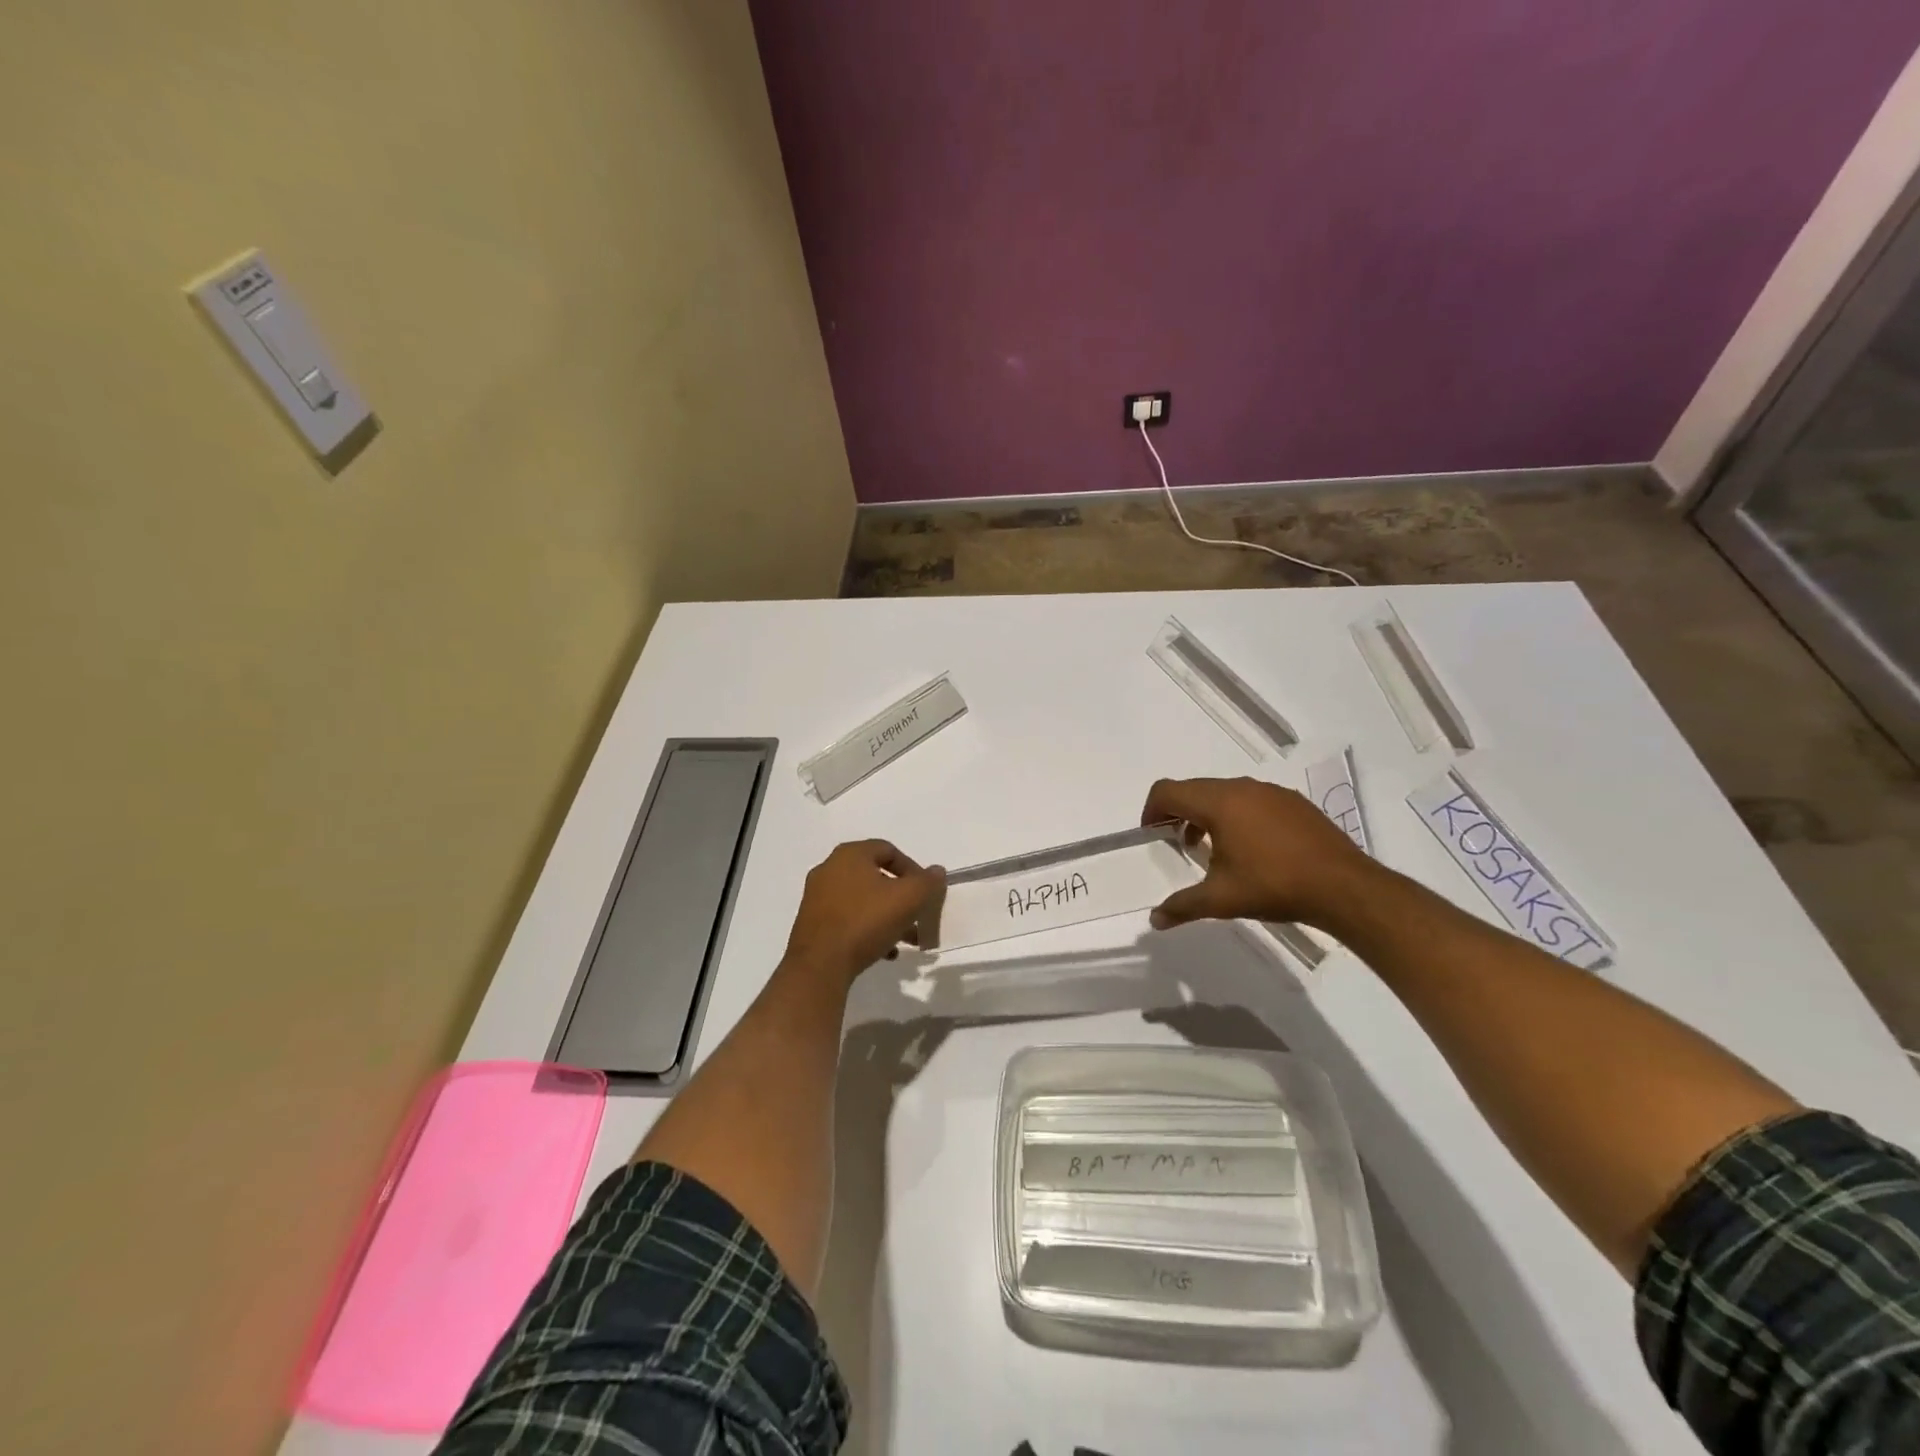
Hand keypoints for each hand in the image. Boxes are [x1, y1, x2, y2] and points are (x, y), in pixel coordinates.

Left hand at [783, 840, 945, 981]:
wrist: (819, 965)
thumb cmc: (866, 921)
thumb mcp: (908, 899)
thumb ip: (928, 882)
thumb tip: (937, 871)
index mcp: (850, 854)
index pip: (889, 850)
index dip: (913, 869)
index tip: (925, 892)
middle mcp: (829, 869)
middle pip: (876, 876)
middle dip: (902, 897)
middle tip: (917, 916)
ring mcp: (817, 897)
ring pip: (863, 900)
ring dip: (887, 916)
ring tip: (905, 939)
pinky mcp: (812, 923)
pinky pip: (847, 919)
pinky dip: (867, 929)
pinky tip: (884, 952)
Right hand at [1142, 777, 1374, 929]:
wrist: (1345, 888)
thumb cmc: (1275, 887)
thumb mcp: (1221, 899)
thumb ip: (1182, 906)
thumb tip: (1154, 920)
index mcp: (1219, 803)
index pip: (1168, 791)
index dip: (1152, 810)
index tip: (1152, 835)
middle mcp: (1242, 788)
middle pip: (1194, 788)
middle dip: (1178, 812)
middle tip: (1177, 843)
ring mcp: (1271, 792)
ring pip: (1224, 792)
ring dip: (1207, 814)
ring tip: (1213, 849)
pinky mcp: (1294, 802)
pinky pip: (1252, 799)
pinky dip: (1237, 815)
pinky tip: (1251, 849)